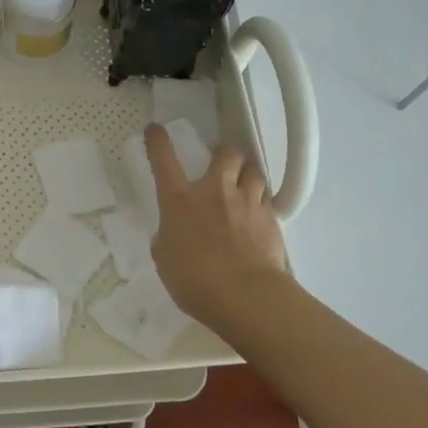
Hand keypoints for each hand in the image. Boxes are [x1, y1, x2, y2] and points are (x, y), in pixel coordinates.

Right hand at [145, 123, 293, 335]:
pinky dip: (260, 200)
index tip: (156, 129)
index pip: (164, 159)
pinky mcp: (270, 218)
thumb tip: (175, 231)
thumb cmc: (195, 280)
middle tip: (221, 163)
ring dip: (246, 174)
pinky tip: (257, 214)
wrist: (246, 297)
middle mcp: (214, 190)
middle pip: (226, 153)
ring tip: (243, 184)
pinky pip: (267, 198)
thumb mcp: (165, 258)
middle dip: (223, 153)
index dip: (158, 141)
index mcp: (180, 199)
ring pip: (253, 170)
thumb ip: (169, 236)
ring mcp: (246, 201)